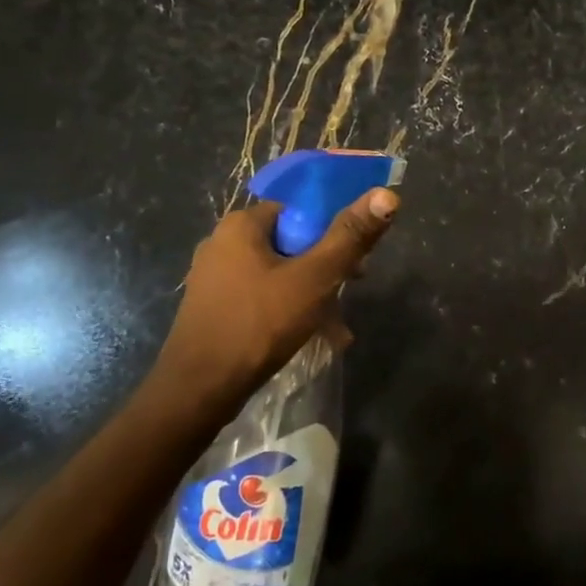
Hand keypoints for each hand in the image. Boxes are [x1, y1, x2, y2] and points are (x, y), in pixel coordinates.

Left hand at [137, 188, 398, 423]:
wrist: (199, 390)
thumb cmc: (259, 324)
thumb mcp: (314, 278)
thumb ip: (350, 236)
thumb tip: (386, 195)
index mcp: (241, 225)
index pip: (300, 209)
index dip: (334, 228)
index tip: (358, 255)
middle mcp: (223, 243)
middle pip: (292, 242)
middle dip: (328, 266)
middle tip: (354, 286)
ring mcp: (216, 278)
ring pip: (280, 273)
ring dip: (314, 294)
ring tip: (339, 325)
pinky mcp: (215, 308)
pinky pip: (264, 297)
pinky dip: (291, 310)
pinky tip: (315, 337)